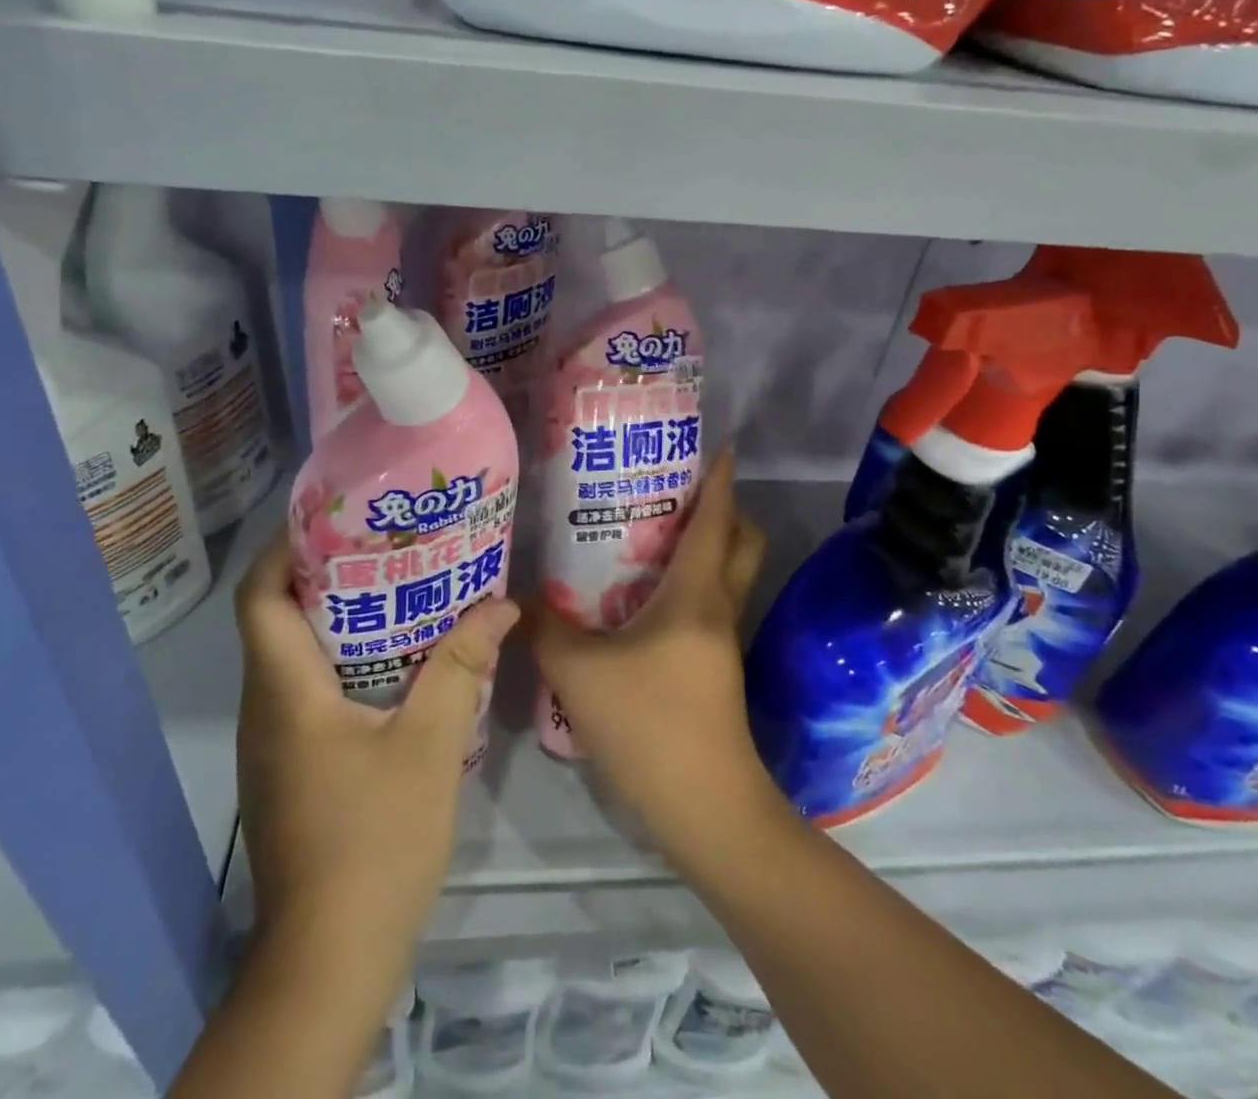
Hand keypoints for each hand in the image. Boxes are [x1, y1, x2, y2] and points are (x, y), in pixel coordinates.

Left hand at [235, 530, 516, 979]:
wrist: (331, 958)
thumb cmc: (376, 839)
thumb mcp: (431, 743)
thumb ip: (462, 666)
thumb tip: (502, 603)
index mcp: (285, 691)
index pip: (259, 596)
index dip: (284, 548)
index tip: (335, 518)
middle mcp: (265, 709)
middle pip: (275, 618)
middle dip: (324, 574)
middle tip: (385, 545)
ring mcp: (272, 743)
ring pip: (291, 657)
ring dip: (336, 619)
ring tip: (398, 590)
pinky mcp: (288, 769)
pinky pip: (304, 692)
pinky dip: (340, 661)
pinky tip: (394, 664)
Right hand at [530, 450, 772, 861]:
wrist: (705, 810)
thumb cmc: (649, 725)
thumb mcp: (578, 672)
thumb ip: (544, 628)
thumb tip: (515, 596)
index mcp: (696, 593)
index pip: (717, 519)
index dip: (719, 479)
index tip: (719, 446)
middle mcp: (719, 608)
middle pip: (741, 542)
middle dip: (721, 509)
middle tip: (673, 492)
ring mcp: (723, 642)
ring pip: (727, 576)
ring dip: (704, 549)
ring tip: (649, 537)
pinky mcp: (717, 671)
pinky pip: (709, 608)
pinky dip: (689, 587)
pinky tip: (643, 601)